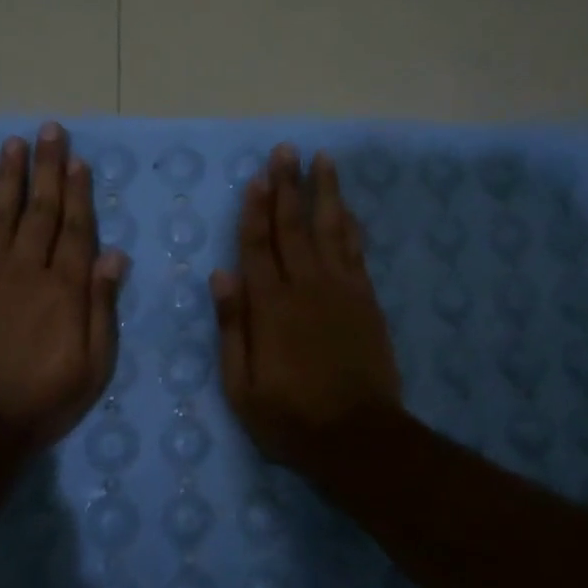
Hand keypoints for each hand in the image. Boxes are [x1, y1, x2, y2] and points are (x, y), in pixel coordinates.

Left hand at [0, 122, 125, 450]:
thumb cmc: (43, 399)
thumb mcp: (93, 364)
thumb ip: (103, 306)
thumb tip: (115, 255)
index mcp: (65, 288)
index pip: (76, 229)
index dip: (79, 193)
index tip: (78, 160)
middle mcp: (28, 269)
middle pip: (41, 211)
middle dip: (47, 168)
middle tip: (49, 131)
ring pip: (2, 214)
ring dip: (10, 177)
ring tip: (14, 144)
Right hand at [211, 144, 402, 470]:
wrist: (358, 437)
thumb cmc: (290, 416)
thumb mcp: (241, 385)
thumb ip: (232, 327)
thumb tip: (221, 275)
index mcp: (270, 306)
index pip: (258, 246)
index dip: (255, 209)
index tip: (257, 176)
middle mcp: (306, 287)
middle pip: (294, 226)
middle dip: (288, 186)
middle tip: (286, 150)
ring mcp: (341, 290)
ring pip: (331, 229)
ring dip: (325, 193)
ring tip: (322, 160)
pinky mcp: (366, 300)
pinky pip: (357, 252)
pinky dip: (351, 225)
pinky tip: (347, 208)